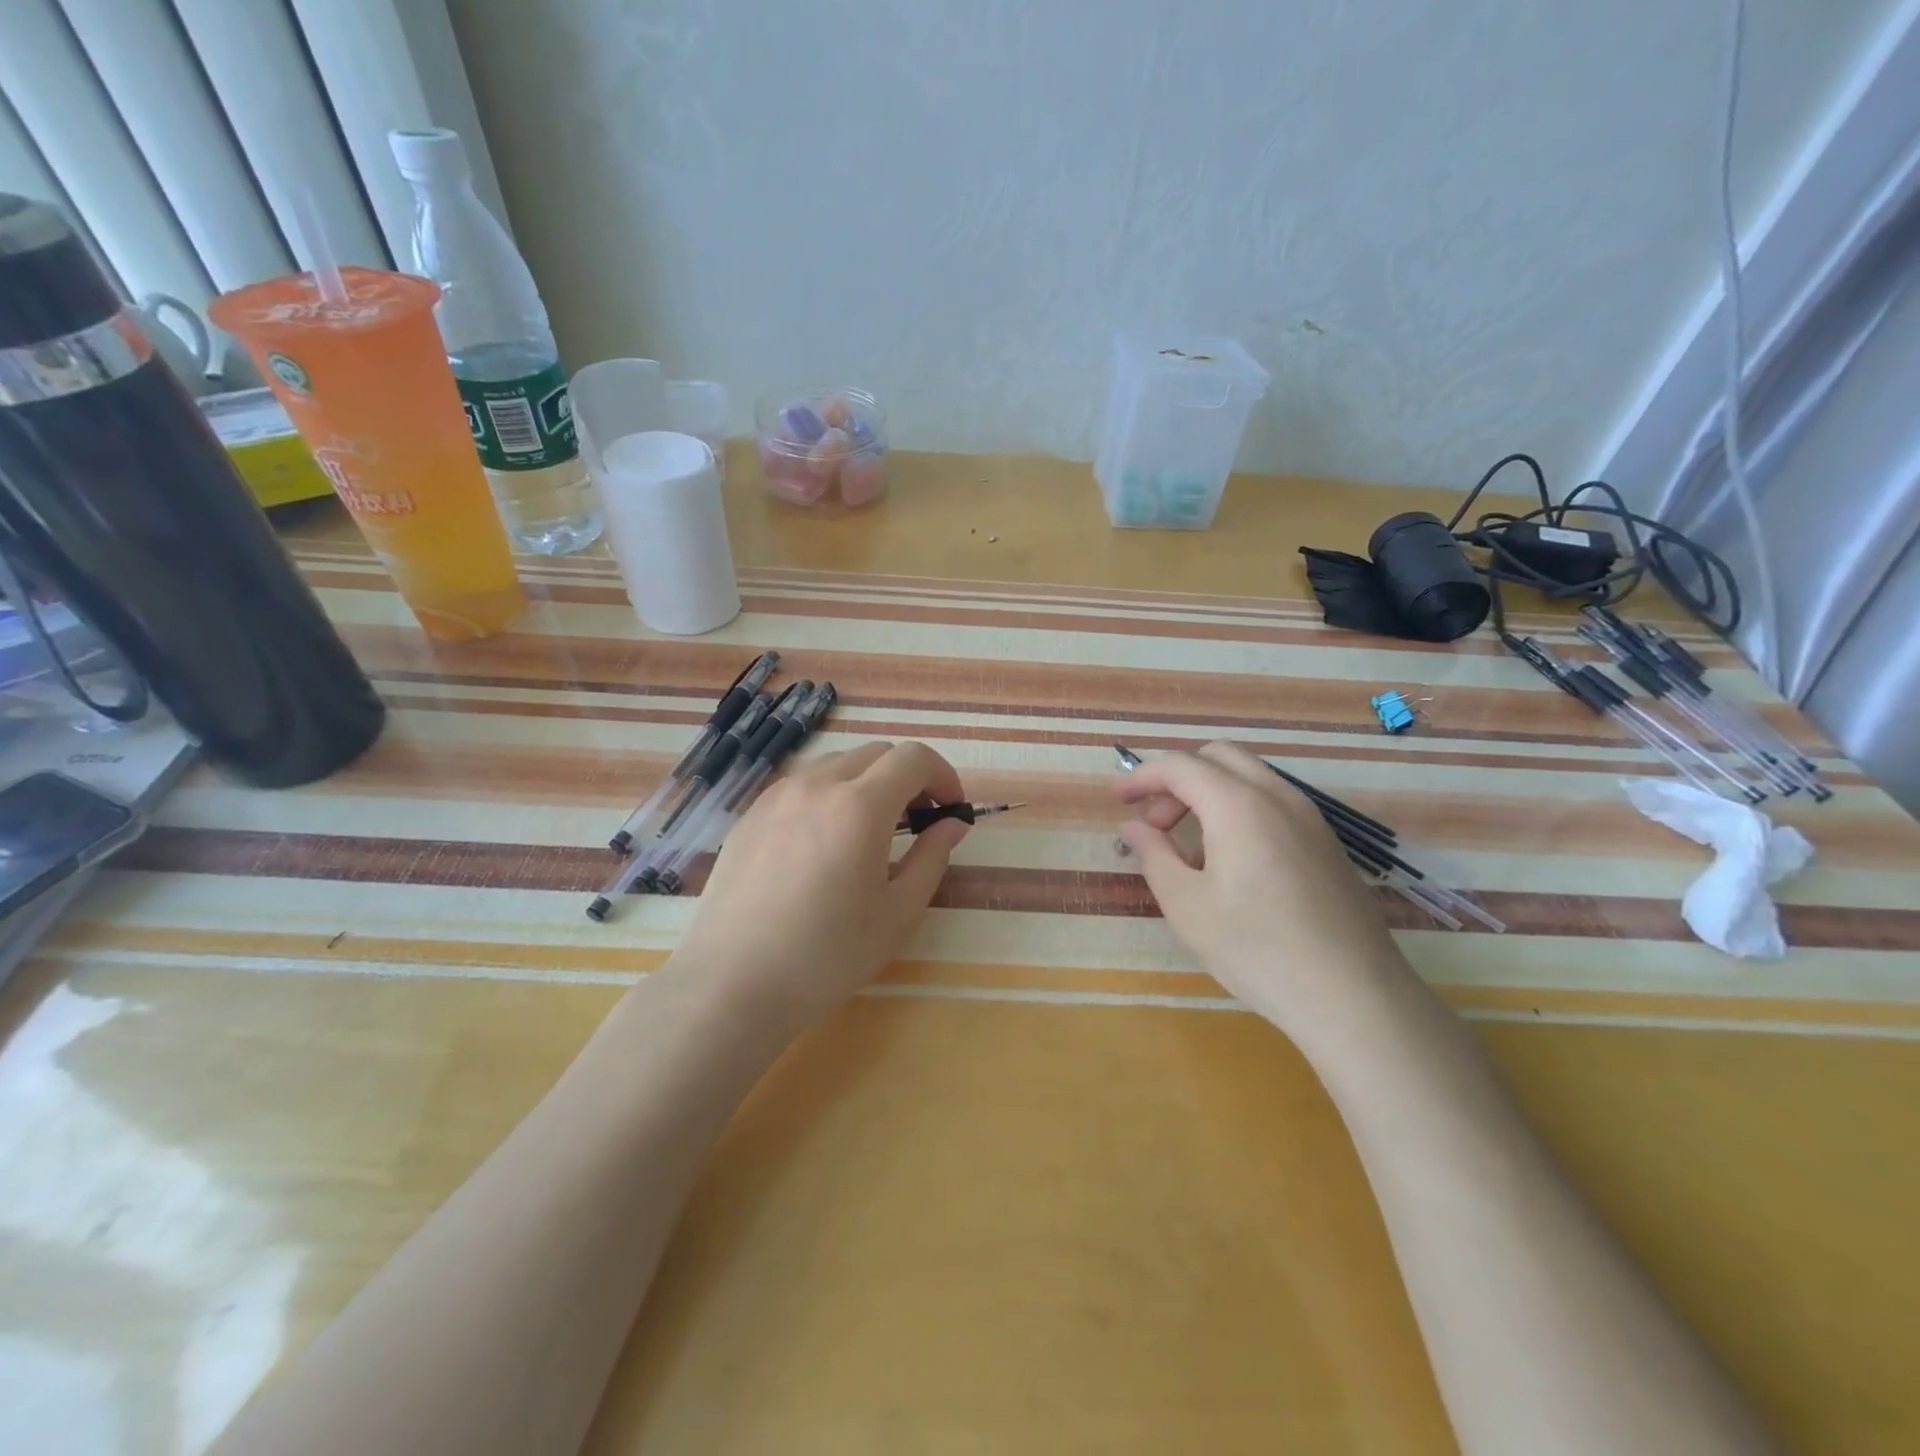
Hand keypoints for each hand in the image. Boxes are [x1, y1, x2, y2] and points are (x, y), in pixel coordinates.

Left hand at [674, 740, 968, 1039]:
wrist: (733, 983)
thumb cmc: (827, 955)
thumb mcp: (897, 913)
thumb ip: (932, 858)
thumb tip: (951, 824)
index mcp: (860, 805)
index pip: (913, 758)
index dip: (943, 775)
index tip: (950, 810)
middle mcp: (817, 785)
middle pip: (876, 754)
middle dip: (907, 777)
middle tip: (917, 821)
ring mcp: (777, 796)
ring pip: (836, 765)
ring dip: (866, 783)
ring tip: (869, 831)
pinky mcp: (749, 815)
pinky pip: (801, 786)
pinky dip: (828, 796)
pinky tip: (823, 843)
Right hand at [1115, 742, 1413, 1046]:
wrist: (1354, 996)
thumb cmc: (1257, 949)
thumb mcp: (1187, 905)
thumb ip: (1154, 855)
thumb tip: (1133, 828)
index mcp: (1239, 804)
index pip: (1180, 766)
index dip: (1141, 778)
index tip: (1115, 801)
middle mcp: (1278, 797)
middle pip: (1218, 758)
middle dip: (1177, 780)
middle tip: (1154, 822)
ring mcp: (1310, 819)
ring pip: (1249, 779)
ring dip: (1209, 795)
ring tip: (1188, 850)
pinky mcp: (1327, 845)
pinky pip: (1273, 805)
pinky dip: (1239, 811)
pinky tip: (1231, 865)